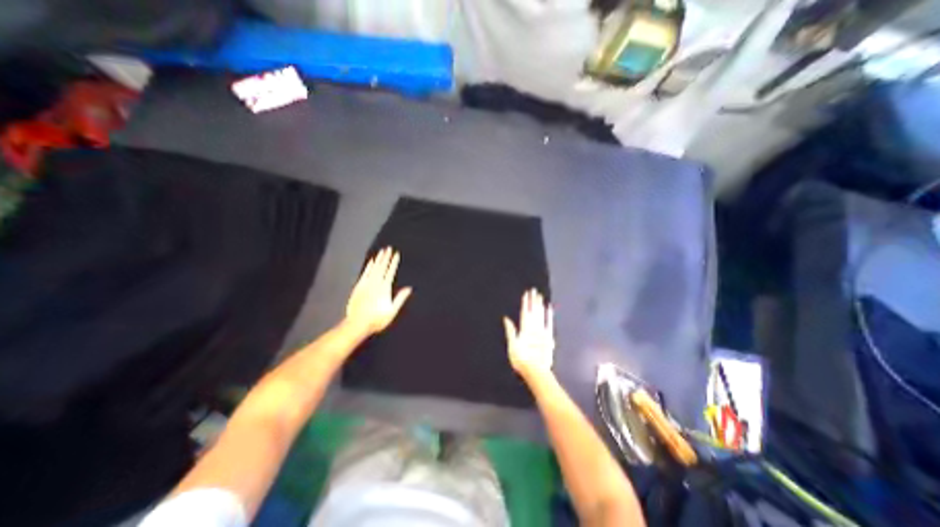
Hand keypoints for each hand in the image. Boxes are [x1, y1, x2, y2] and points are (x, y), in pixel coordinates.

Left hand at [345, 248, 410, 337]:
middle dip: (386, 257)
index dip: (394, 262)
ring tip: (382, 251)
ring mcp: (366, 284)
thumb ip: (400, 298)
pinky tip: (371, 262)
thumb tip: (409, 288)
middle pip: (382, 267)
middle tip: (389, 248)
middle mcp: (375, 283)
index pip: (390, 271)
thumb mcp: (392, 311)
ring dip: (378, 259)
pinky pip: (365, 273)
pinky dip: (368, 267)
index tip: (396, 254)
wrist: (357, 324)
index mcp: (384, 288)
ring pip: (373, 268)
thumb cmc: (377, 319)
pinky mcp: (359, 287)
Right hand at [502, 289, 552, 378]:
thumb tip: (506, 318)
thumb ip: (510, 331)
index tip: (526, 293)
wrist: (536, 370)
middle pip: (533, 311)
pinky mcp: (549, 337)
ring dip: (540, 304)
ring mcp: (542, 332)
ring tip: (539, 296)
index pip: (525, 312)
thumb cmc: (521, 360)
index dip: (525, 302)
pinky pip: (549, 323)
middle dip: (533, 300)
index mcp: (524, 329)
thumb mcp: (512, 345)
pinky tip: (549, 308)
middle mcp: (534, 328)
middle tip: (534, 290)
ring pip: (541, 314)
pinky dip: (549, 315)